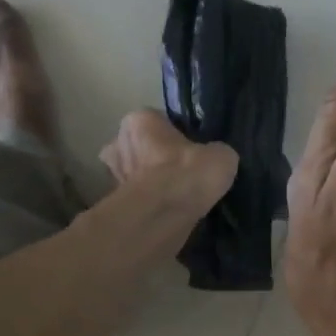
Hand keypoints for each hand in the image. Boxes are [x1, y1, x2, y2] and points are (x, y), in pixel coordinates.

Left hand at [100, 109, 238, 220]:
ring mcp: (113, 175)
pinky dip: (151, 204)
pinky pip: (139, 199)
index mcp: (139, 120)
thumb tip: (215, 158)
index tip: (193, 150)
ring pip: (137, 174)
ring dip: (153, 183)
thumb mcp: (221, 155)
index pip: (158, 121)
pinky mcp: (117, 204)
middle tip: (184, 173)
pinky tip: (170, 212)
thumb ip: (215, 152)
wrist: (163, 216)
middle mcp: (118, 142)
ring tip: (179, 196)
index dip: (177, 136)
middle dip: (158, 158)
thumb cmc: (188, 173)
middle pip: (143, 147)